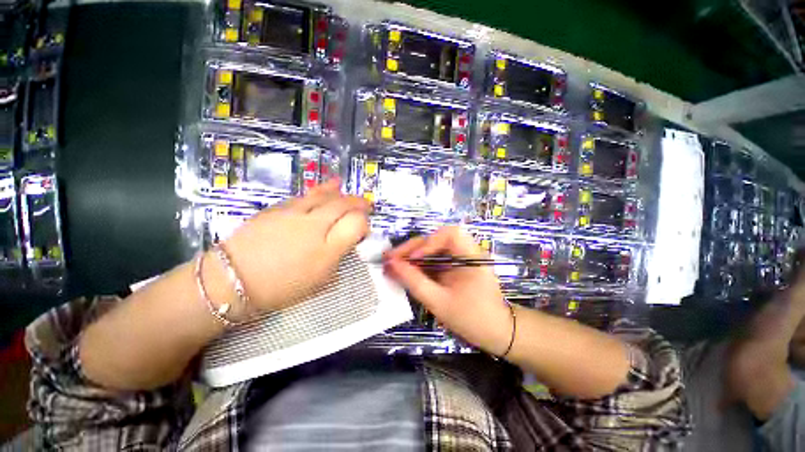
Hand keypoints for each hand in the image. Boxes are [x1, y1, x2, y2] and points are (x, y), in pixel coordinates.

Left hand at [219, 179, 370, 315]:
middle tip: (366, 204)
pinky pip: (305, 195)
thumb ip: (337, 260)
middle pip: (344, 205)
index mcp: (327, 249)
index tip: (363, 229)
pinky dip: (320, 190)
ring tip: (347, 190)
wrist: (232, 279)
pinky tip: (327, 188)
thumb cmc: (280, 288)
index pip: (357, 224)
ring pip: (325, 195)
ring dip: (341, 192)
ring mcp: (295, 213)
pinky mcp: (278, 208)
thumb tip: (346, 244)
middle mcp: (315, 226)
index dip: (364, 223)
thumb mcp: (319, 282)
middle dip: (359, 203)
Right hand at [384, 226, 511, 354]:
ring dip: (411, 255)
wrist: (496, 333)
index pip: (450, 234)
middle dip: (412, 248)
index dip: (428, 242)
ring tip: (392, 264)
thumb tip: (392, 265)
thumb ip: (415, 282)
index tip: (412, 259)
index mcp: (472, 256)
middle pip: (436, 239)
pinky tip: (404, 271)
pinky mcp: (453, 267)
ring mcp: (459, 259)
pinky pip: (433, 260)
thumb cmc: (472, 320)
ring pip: (431, 249)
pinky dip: (418, 265)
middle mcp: (466, 252)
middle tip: (390, 259)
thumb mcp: (439, 302)